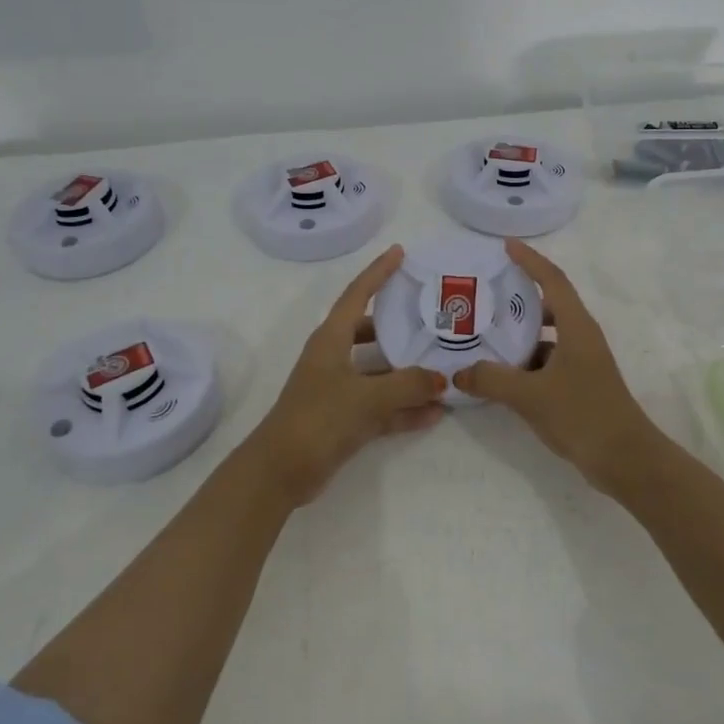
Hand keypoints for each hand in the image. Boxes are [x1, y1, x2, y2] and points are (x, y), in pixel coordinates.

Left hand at [251, 244, 446, 504]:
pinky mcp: (344, 419)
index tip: (400, 252)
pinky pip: (381, 405)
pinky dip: (404, 408)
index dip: (378, 272)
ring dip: (408, 373)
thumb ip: (408, 385)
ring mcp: (338, 389)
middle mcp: (334, 358)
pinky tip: (434, 413)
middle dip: (399, 325)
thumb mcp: (366, 398)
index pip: (357, 295)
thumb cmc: (318, 419)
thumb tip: (442, 379)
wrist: (280, 471)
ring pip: (379, 371)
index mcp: (331, 340)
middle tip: (432, 316)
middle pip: (370, 332)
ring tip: (443, 367)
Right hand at [455, 239, 661, 495]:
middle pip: (550, 305)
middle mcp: (582, 337)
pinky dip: (526, 361)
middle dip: (519, 298)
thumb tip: (459, 373)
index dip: (530, 260)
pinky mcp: (580, 384)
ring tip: (486, 336)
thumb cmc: (582, 415)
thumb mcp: (530, 395)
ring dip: (521, 334)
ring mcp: (583, 362)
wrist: (626, 460)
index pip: (553, 280)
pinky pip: (548, 360)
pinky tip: (502, 374)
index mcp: (577, 327)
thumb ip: (491, 380)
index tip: (507, 247)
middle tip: (486, 297)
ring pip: (548, 336)